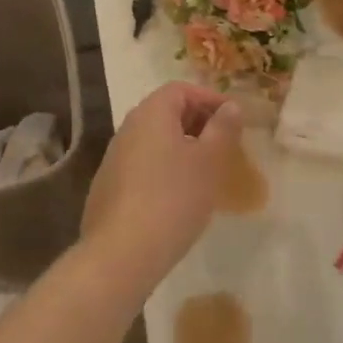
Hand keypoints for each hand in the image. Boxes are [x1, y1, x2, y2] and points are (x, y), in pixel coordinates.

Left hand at [81, 82, 241, 301]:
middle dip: (198, 123)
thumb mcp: (209, 162)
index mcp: (151, 113)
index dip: (210, 98)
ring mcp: (114, 158)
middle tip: (224, 145)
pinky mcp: (109, 186)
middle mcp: (128, 128)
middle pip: (166, 112)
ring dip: (182, 147)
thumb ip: (223, 129)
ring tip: (206, 171)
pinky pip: (143, 164)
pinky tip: (179, 196)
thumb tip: (230, 107)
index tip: (234, 120)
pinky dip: (165, 168)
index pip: (181, 89)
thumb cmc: (173, 198)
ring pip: (155, 140)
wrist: (121, 253)